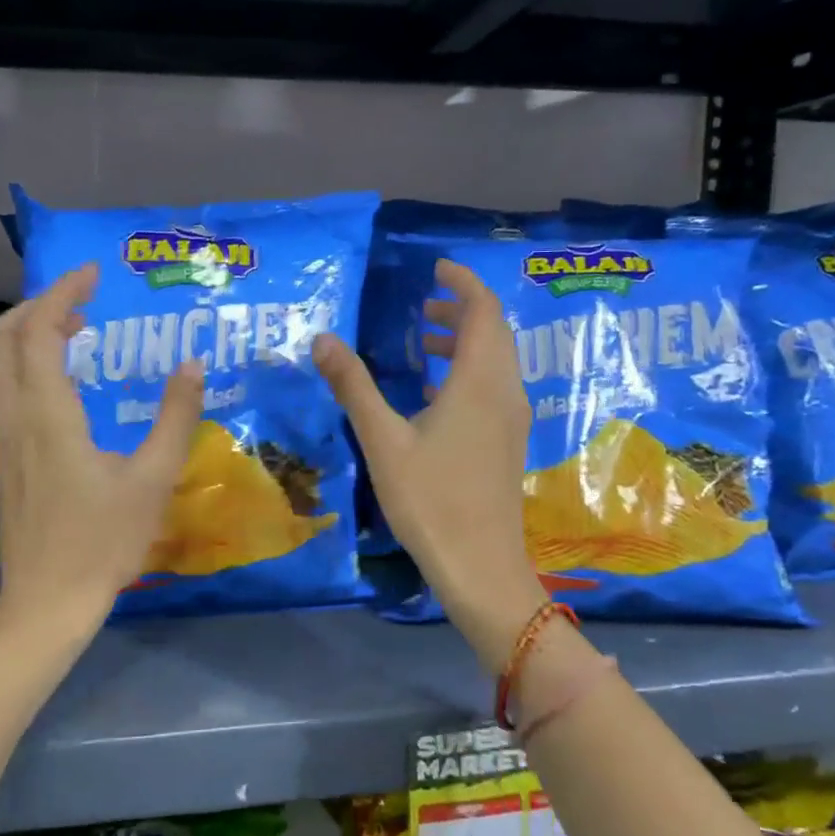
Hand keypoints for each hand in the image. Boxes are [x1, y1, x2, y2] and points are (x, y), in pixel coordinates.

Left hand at [0, 263, 203, 635]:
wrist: (46, 603)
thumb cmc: (102, 542)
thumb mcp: (153, 479)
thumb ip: (176, 417)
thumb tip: (193, 364)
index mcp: (47, 415)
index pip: (39, 332)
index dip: (63, 294)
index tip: (95, 274)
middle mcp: (14, 418)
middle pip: (4, 339)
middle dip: (39, 304)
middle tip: (84, 296)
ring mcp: (3, 440)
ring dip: (31, 333)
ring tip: (78, 327)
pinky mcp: (5, 459)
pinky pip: (7, 390)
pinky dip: (29, 363)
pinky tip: (67, 382)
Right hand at [315, 260, 543, 669]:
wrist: (480, 566)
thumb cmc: (430, 499)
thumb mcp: (383, 440)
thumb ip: (353, 385)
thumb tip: (323, 338)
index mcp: (479, 380)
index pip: (482, 309)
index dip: (461, 282)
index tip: (433, 268)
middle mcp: (504, 390)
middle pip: (492, 332)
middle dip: (460, 310)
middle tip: (421, 305)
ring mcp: (511, 418)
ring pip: (494, 361)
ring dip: (463, 342)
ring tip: (421, 342)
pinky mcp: (508, 442)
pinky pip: (493, 387)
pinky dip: (467, 373)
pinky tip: (432, 394)